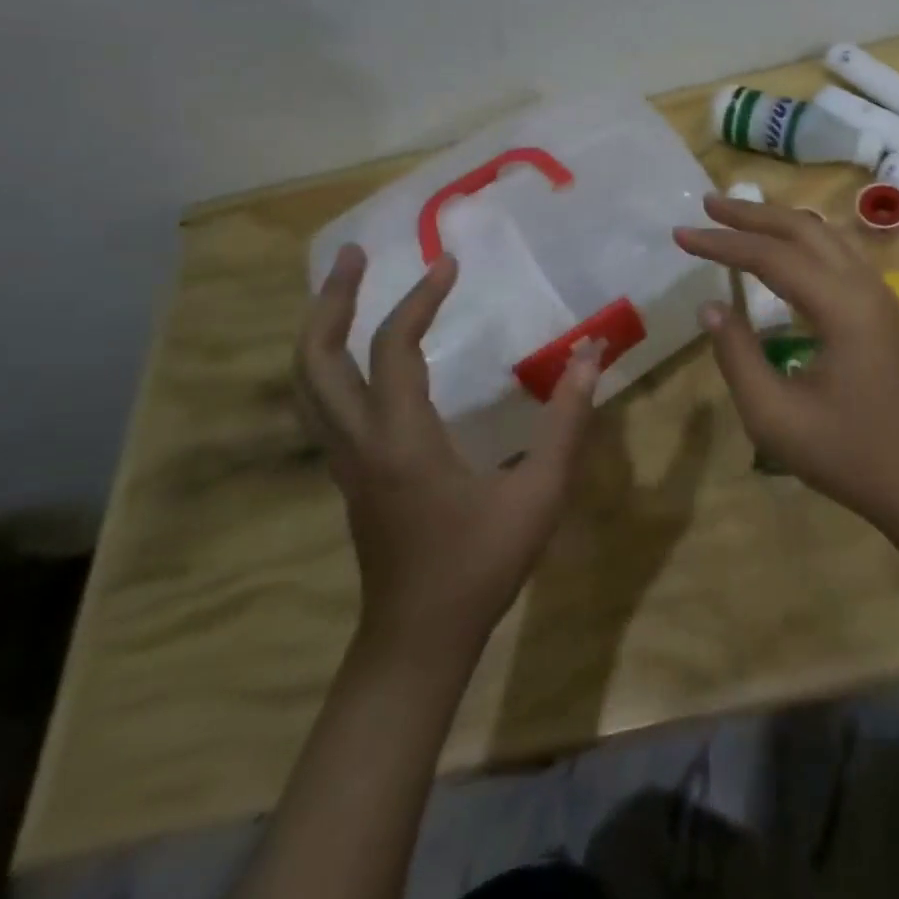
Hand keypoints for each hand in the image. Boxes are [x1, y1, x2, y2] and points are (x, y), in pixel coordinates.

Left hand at [295, 244, 602, 668]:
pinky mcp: (348, 474)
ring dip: (321, 328)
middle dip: (329, 301)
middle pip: (314, 359)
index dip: (419, 299)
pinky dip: (330, 362)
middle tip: (354, 255)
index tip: (449, 264)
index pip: (393, 348)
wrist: (418, 642)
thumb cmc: (480, 567)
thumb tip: (591, 353)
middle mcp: (359, 441)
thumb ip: (567, 420)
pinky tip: (361, 354)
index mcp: (401, 440)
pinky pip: (322, 403)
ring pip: (307, 383)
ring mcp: (345, 460)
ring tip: (347, 289)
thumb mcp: (538, 494)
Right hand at [674, 195, 898, 535]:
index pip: (772, 256)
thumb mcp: (774, 417)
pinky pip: (839, 254)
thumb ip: (737, 356)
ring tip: (738, 218)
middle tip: (708, 204)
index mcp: (842, 307)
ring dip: (779, 222)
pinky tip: (781, 252)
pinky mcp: (883, 308)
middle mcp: (866, 286)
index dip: (723, 243)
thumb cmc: (847, 455)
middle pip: (803, 229)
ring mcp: (881, 295)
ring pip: (825, 236)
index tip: (680, 234)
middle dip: (752, 214)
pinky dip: (802, 241)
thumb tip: (710, 307)